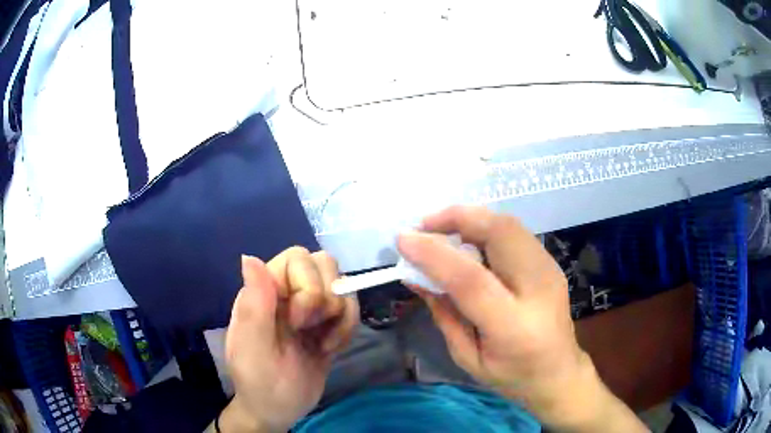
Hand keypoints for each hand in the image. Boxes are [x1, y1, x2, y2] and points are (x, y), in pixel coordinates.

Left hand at [220, 248, 358, 432]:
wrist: (279, 409)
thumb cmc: (260, 381)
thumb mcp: (253, 349)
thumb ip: (253, 304)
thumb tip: (248, 257)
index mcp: (264, 291)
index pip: (297, 258)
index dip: (308, 286)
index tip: (299, 322)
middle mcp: (288, 292)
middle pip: (324, 264)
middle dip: (326, 299)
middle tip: (311, 330)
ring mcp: (310, 308)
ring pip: (341, 285)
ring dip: (340, 316)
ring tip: (323, 343)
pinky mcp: (328, 324)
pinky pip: (350, 308)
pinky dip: (347, 328)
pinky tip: (331, 348)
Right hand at [397, 206, 646, 432]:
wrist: (559, 373)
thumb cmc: (511, 376)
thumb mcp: (467, 357)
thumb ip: (443, 313)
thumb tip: (415, 274)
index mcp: (515, 327)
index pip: (472, 280)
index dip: (435, 254)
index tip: (403, 239)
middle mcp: (538, 289)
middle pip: (500, 233)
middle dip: (457, 218)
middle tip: (424, 226)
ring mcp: (550, 270)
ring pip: (508, 224)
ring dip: (470, 218)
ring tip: (441, 230)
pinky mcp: (550, 262)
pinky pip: (514, 232)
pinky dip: (484, 226)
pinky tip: (467, 241)